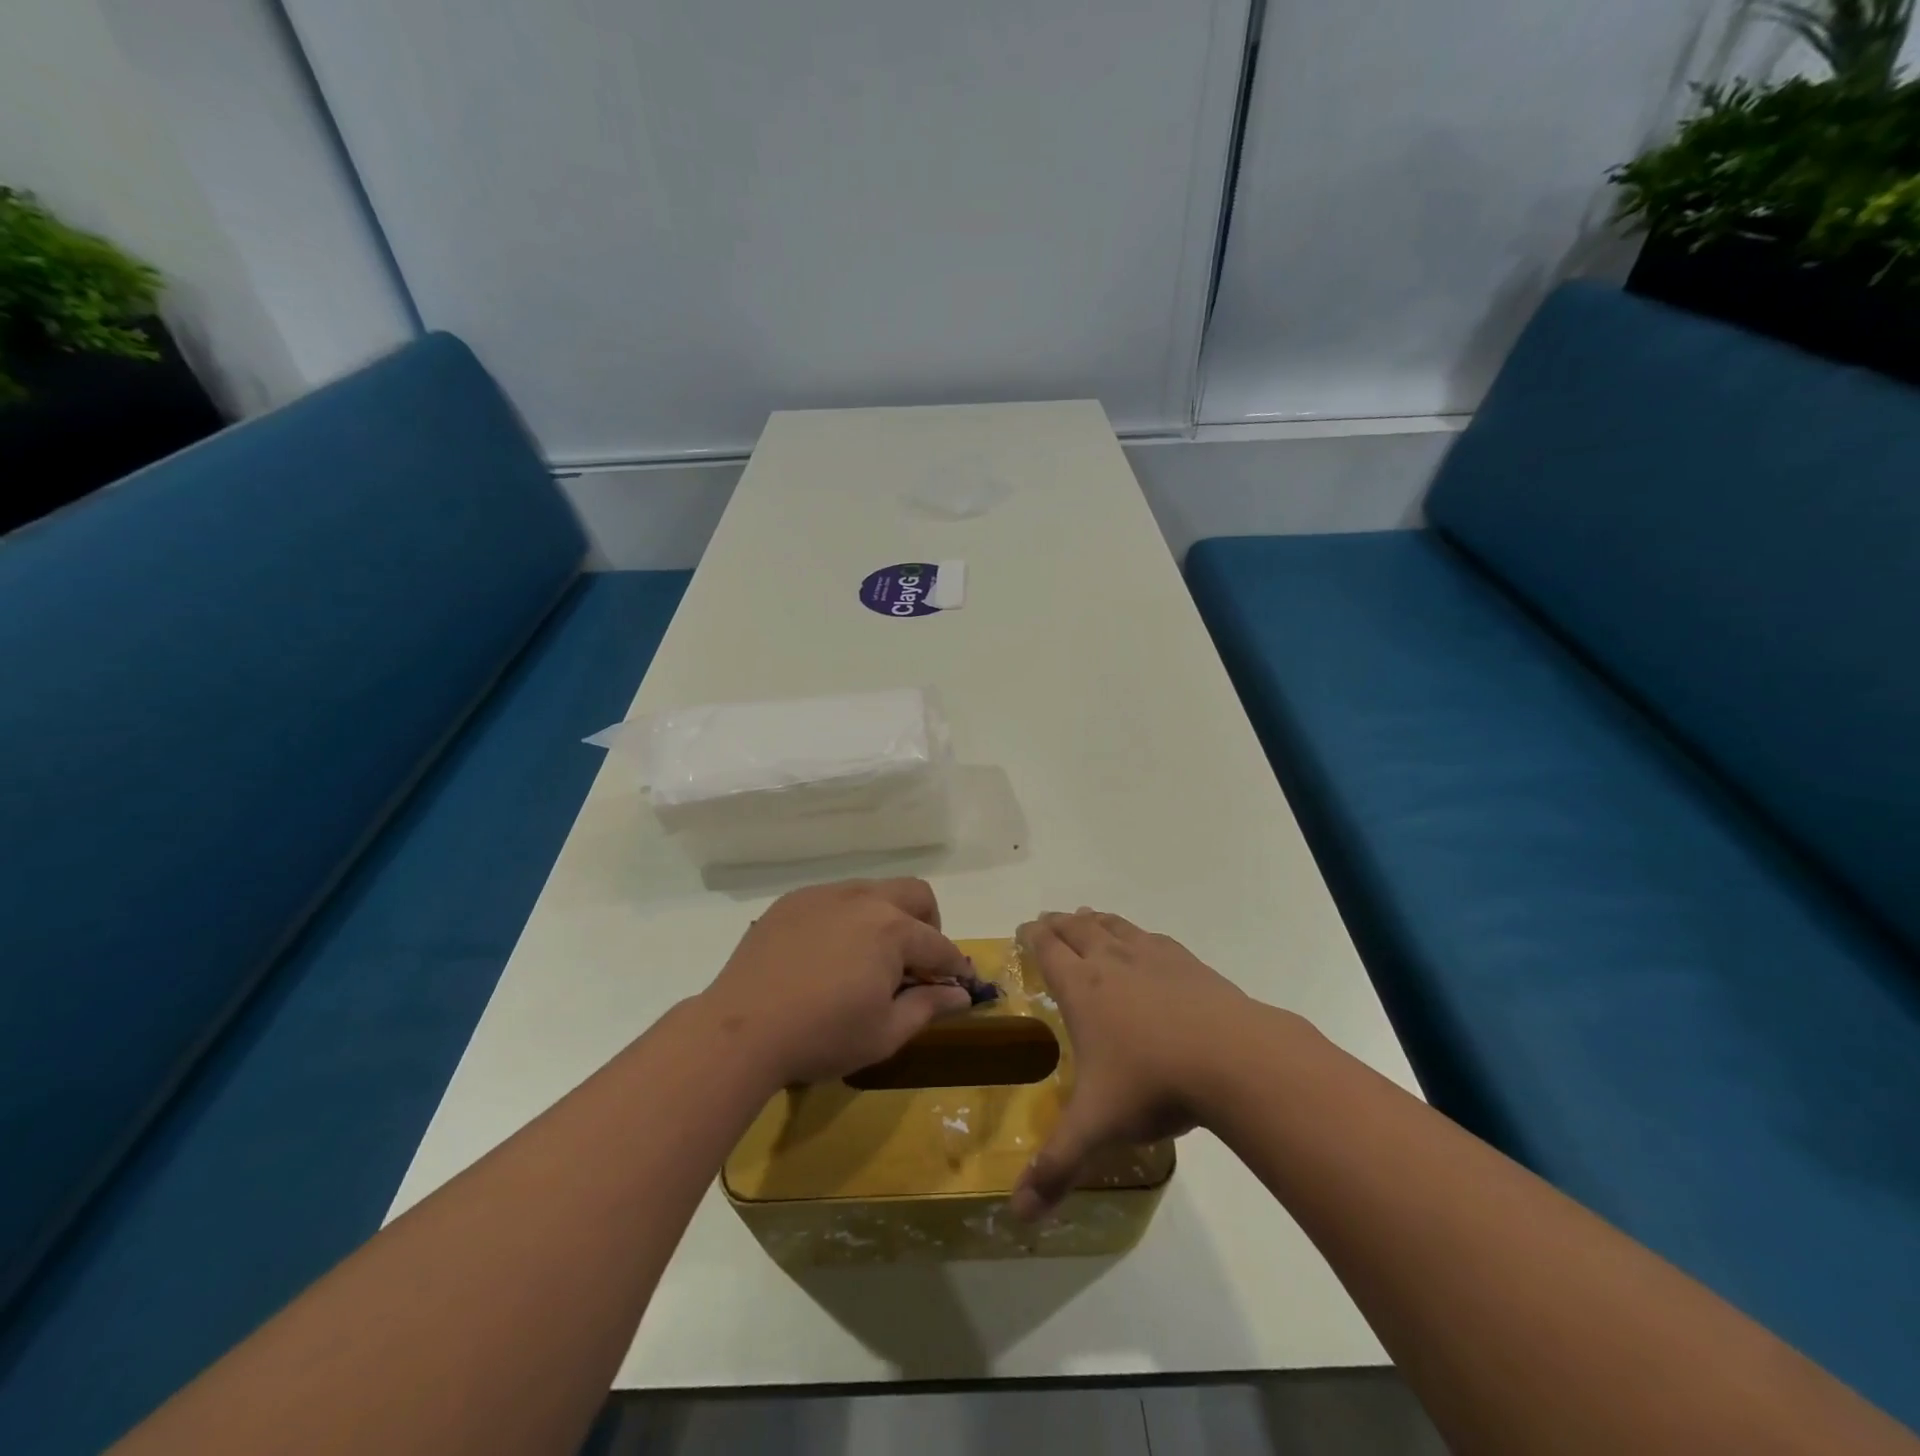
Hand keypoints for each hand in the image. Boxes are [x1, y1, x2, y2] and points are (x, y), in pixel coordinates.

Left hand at [701, 879, 974, 1088]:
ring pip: (874, 890)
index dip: (954, 967)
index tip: (959, 985)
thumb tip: (960, 995)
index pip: (939, 945)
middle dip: (928, 924)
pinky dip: (848, 918)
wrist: (741, 1030)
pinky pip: (835, 898)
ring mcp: (825, 895)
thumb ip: (928, 1006)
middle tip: (916, 963)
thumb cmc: (822, 1036)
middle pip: (915, 894)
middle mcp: (864, 899)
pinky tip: (829, 953)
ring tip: (870, 957)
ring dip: (887, 916)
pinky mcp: (793, 901)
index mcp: (893, 930)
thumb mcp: (885, 1033)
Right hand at [1012, 909, 1253, 1217]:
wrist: (1234, 1058)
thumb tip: (1016, 1217)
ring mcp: (1152, 957)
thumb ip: (1056, 1167)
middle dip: (1059, 923)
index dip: (1032, 936)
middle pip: (1078, 929)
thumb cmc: (1153, 1084)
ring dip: (1095, 920)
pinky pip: (1151, 937)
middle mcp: (1112, 962)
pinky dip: (1135, 933)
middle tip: (1048, 920)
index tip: (1024, 928)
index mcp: (1082, 989)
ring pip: (1114, 926)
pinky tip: (1143, 942)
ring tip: (1087, 918)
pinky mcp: (1188, 963)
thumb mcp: (1097, 1128)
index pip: (1048, 950)